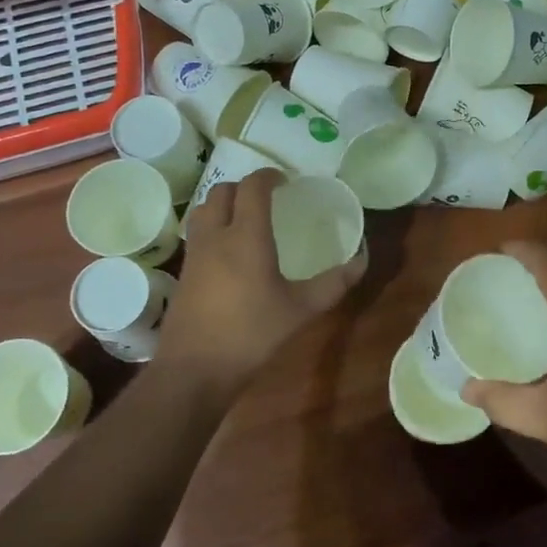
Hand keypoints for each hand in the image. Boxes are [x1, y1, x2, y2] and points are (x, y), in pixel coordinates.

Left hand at [155, 170, 364, 398]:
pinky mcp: (184, 272)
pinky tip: (229, 251)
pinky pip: (198, 232)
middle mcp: (216, 236)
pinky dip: (213, 225)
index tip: (286, 182)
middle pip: (223, 192)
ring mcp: (195, 253)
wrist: (194, 370)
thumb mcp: (301, 310)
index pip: (252, 187)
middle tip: (267, 199)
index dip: (268, 176)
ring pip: (204, 209)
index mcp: (246, 236)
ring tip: (245, 218)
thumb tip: (362, 261)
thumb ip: (333, 283)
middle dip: (245, 187)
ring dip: (224, 203)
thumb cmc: (251, 334)